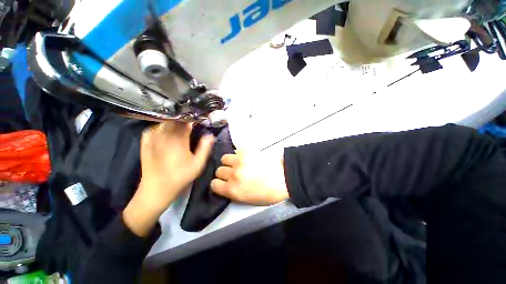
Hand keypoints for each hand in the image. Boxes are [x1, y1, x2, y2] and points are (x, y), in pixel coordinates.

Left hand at [124, 122, 213, 236]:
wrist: (157, 188)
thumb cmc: (180, 176)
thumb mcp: (198, 164)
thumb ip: (205, 148)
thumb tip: (210, 135)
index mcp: (179, 140)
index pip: (186, 122)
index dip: (193, 118)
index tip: (199, 119)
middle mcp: (165, 136)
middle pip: (175, 119)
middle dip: (184, 118)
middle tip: (191, 122)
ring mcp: (153, 138)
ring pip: (164, 122)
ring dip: (173, 120)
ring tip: (180, 124)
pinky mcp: (146, 142)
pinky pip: (154, 128)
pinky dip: (161, 126)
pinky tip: (166, 130)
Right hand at [210, 151, 288, 204]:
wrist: (283, 178)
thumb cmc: (268, 193)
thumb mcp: (247, 200)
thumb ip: (233, 192)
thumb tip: (226, 184)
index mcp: (233, 190)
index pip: (214, 184)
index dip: (219, 183)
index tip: (224, 182)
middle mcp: (233, 175)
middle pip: (219, 170)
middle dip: (225, 172)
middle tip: (235, 172)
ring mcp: (239, 161)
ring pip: (224, 158)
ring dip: (230, 161)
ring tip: (239, 163)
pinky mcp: (246, 151)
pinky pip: (236, 150)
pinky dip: (239, 154)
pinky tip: (246, 157)